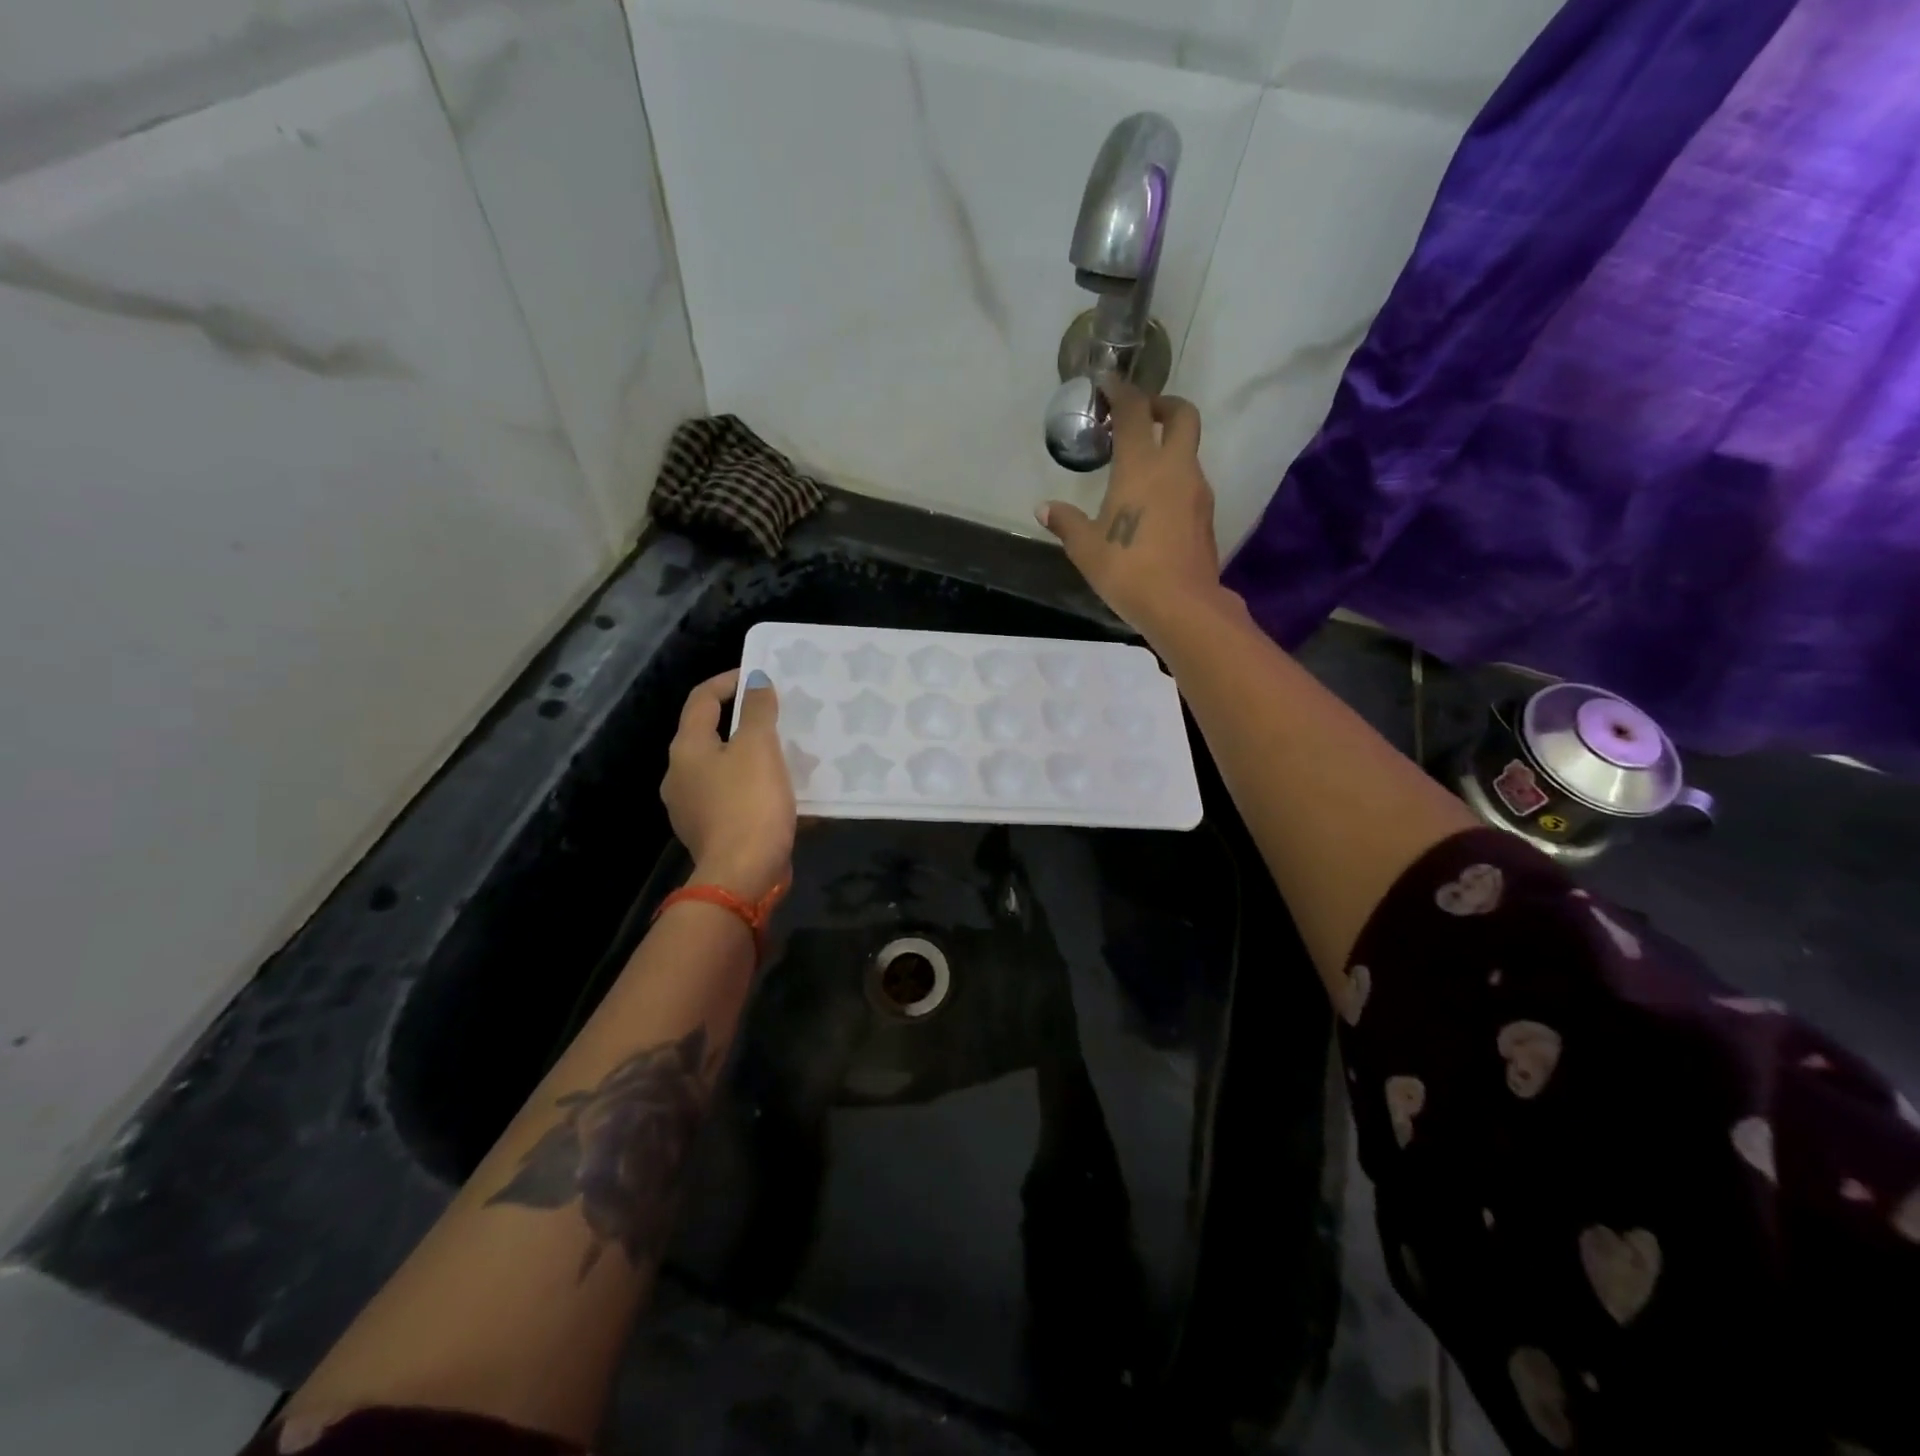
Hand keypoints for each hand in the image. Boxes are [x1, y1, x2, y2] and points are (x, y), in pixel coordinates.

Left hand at [661, 669, 794, 901]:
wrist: (743, 875)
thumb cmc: (749, 804)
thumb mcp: (759, 748)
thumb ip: (757, 710)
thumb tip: (755, 679)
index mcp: (687, 749)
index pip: (701, 699)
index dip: (728, 681)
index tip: (759, 676)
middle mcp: (679, 775)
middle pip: (708, 734)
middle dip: (740, 720)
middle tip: (774, 714)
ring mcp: (690, 807)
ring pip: (720, 767)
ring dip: (747, 755)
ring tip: (781, 752)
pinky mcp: (708, 832)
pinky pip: (729, 796)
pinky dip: (750, 785)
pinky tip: (776, 790)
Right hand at [1036, 381, 1231, 634]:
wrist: (1182, 605)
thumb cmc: (1128, 570)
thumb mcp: (1086, 548)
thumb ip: (1066, 523)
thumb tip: (1044, 509)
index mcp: (1142, 466)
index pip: (1135, 412)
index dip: (1121, 392)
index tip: (1107, 384)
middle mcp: (1176, 468)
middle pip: (1183, 415)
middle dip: (1163, 405)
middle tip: (1140, 416)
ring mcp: (1197, 491)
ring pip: (1188, 451)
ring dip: (1168, 446)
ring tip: (1140, 468)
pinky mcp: (1205, 515)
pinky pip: (1190, 481)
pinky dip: (1174, 477)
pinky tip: (1153, 504)